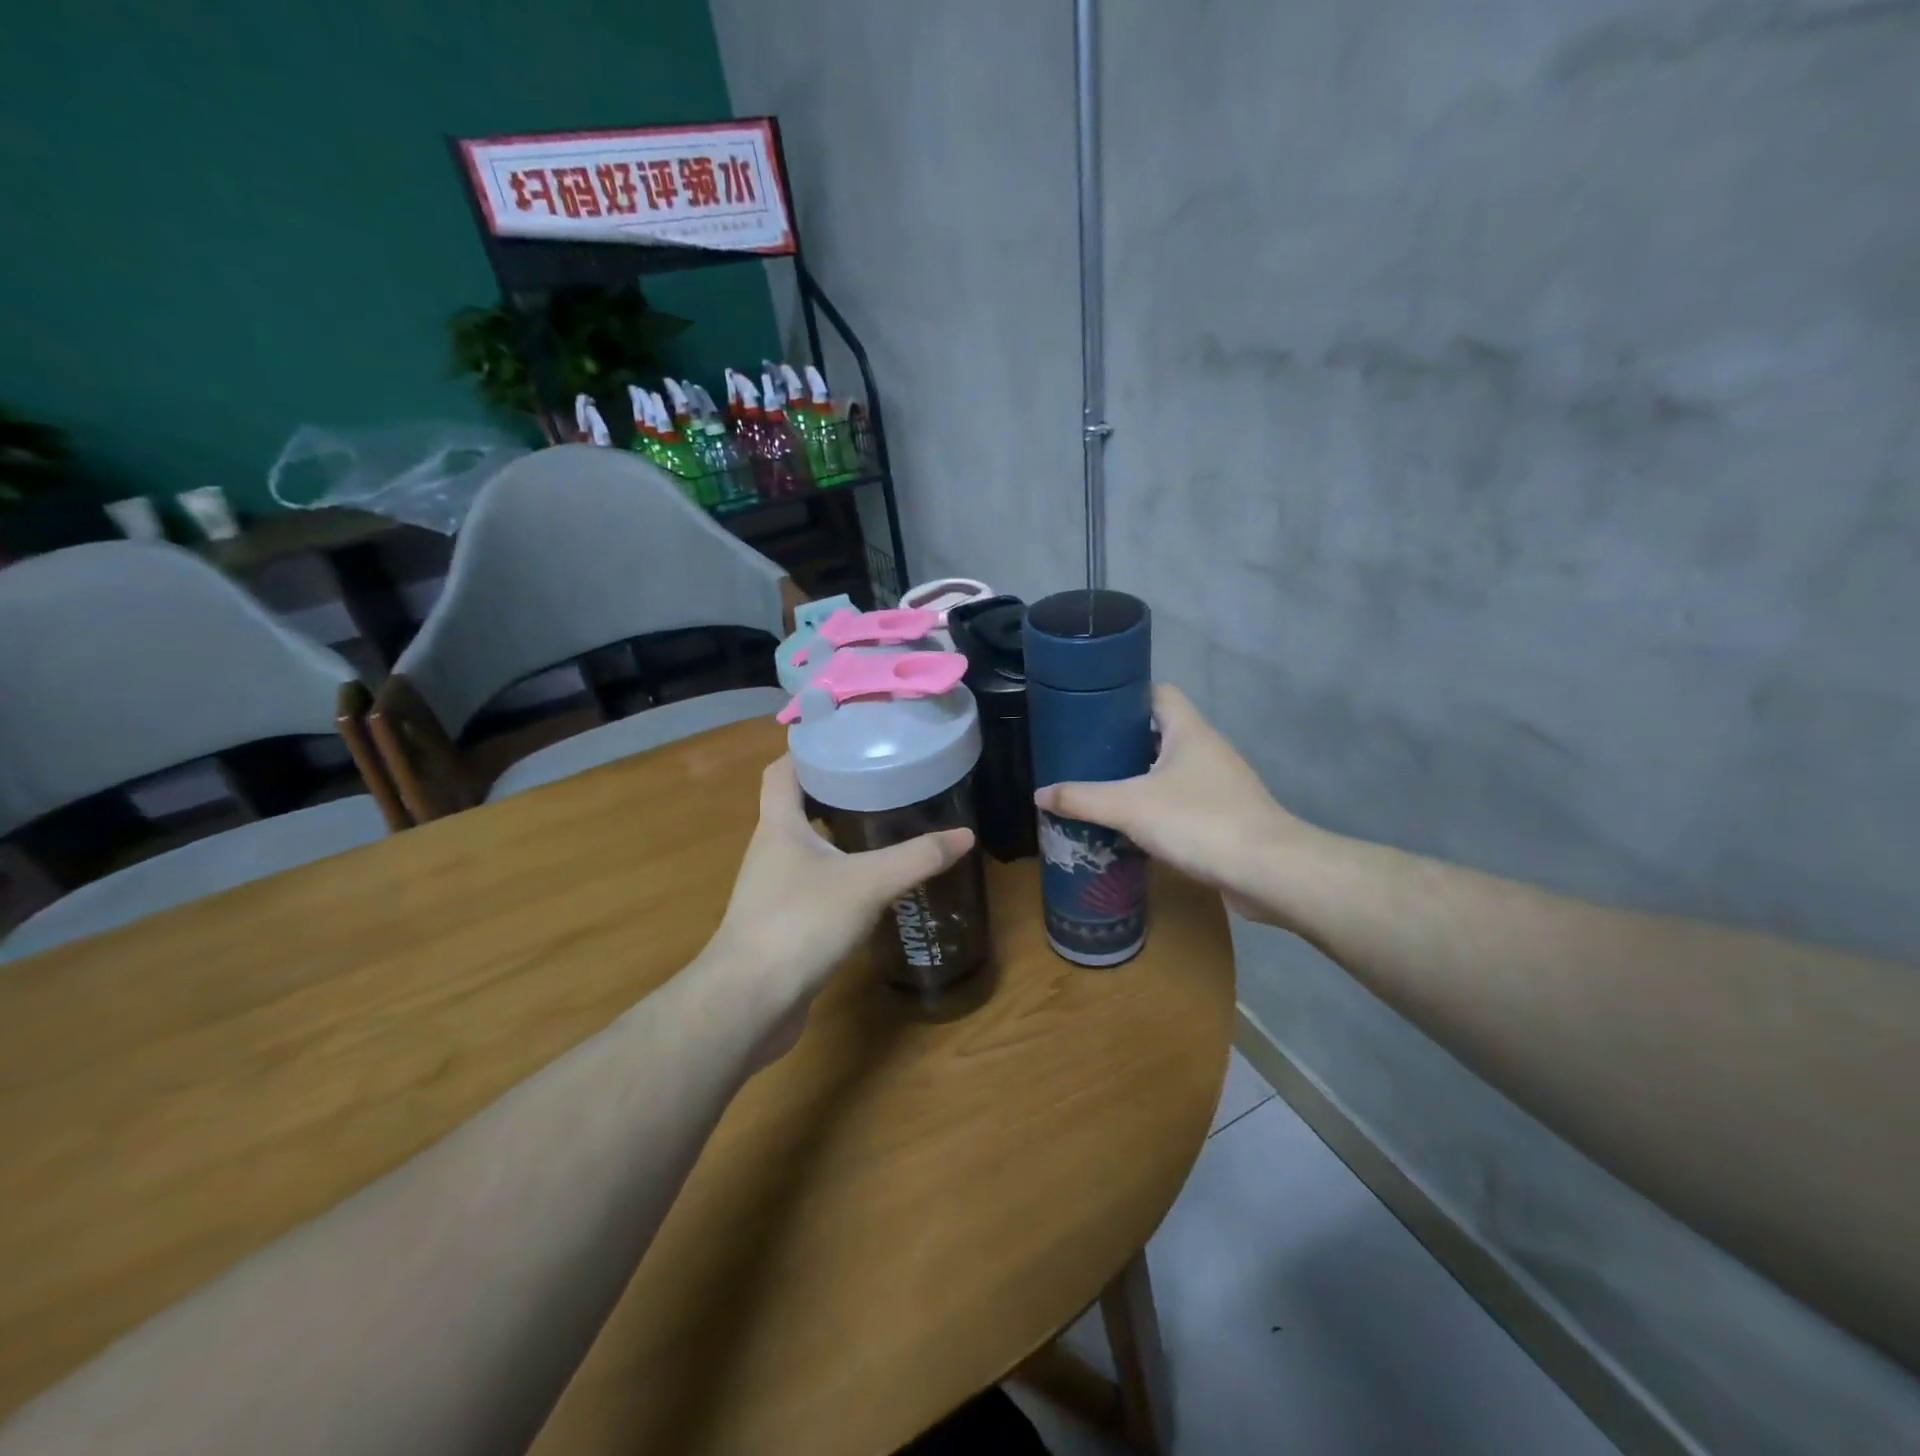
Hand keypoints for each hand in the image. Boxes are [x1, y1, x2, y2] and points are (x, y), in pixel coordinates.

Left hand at [701, 757, 973, 1052]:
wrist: (748, 1003)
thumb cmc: (800, 924)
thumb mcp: (867, 883)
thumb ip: (916, 858)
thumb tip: (965, 835)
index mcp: (778, 826)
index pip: (781, 770)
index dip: (807, 750)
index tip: (845, 740)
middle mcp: (769, 850)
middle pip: (795, 806)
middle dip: (832, 791)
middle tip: (879, 781)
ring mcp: (771, 890)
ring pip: (805, 848)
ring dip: (836, 835)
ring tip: (881, 825)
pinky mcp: (780, 924)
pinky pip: (810, 885)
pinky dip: (837, 875)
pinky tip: (869, 885)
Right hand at [1034, 684, 1302, 920]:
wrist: (1268, 871)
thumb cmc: (1199, 821)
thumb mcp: (1129, 807)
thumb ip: (1082, 799)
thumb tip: (1039, 795)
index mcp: (1188, 730)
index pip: (1158, 693)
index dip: (1126, 696)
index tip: (1092, 710)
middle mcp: (1208, 749)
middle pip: (1161, 732)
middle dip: (1124, 742)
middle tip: (1085, 755)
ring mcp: (1221, 783)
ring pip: (1172, 769)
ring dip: (1140, 777)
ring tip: (1101, 789)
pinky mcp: (1226, 816)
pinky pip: (1183, 800)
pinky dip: (1158, 807)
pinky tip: (1134, 825)